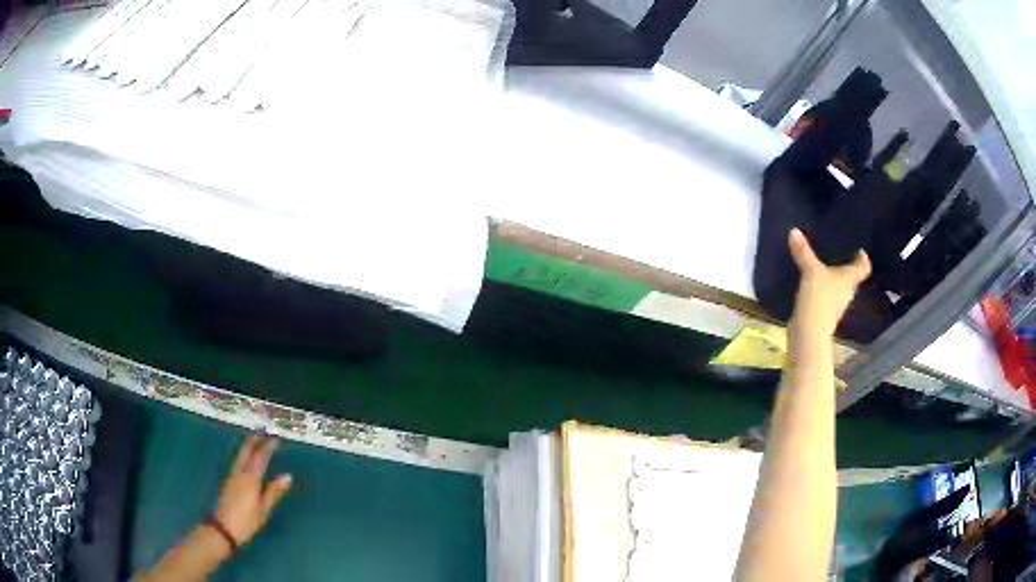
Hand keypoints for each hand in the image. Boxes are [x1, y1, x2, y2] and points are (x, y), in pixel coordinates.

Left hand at [213, 435, 292, 548]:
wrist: (224, 528)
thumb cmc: (247, 521)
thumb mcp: (264, 509)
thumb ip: (274, 491)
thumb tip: (287, 476)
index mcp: (250, 478)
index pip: (260, 457)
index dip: (267, 447)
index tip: (275, 439)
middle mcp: (240, 472)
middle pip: (246, 451)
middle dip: (253, 440)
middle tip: (262, 432)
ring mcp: (232, 476)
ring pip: (240, 455)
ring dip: (247, 446)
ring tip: (254, 441)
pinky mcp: (228, 481)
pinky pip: (237, 462)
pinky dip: (243, 455)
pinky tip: (245, 459)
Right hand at [788, 228, 870, 339]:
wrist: (808, 334)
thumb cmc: (819, 300)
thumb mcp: (811, 271)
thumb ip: (804, 252)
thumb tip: (794, 231)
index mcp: (850, 279)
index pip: (863, 267)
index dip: (863, 258)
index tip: (860, 249)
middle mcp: (846, 291)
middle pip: (851, 277)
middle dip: (846, 266)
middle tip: (838, 251)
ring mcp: (835, 304)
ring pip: (837, 287)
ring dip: (832, 278)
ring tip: (822, 264)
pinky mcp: (823, 313)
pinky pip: (825, 296)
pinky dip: (821, 289)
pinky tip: (811, 283)